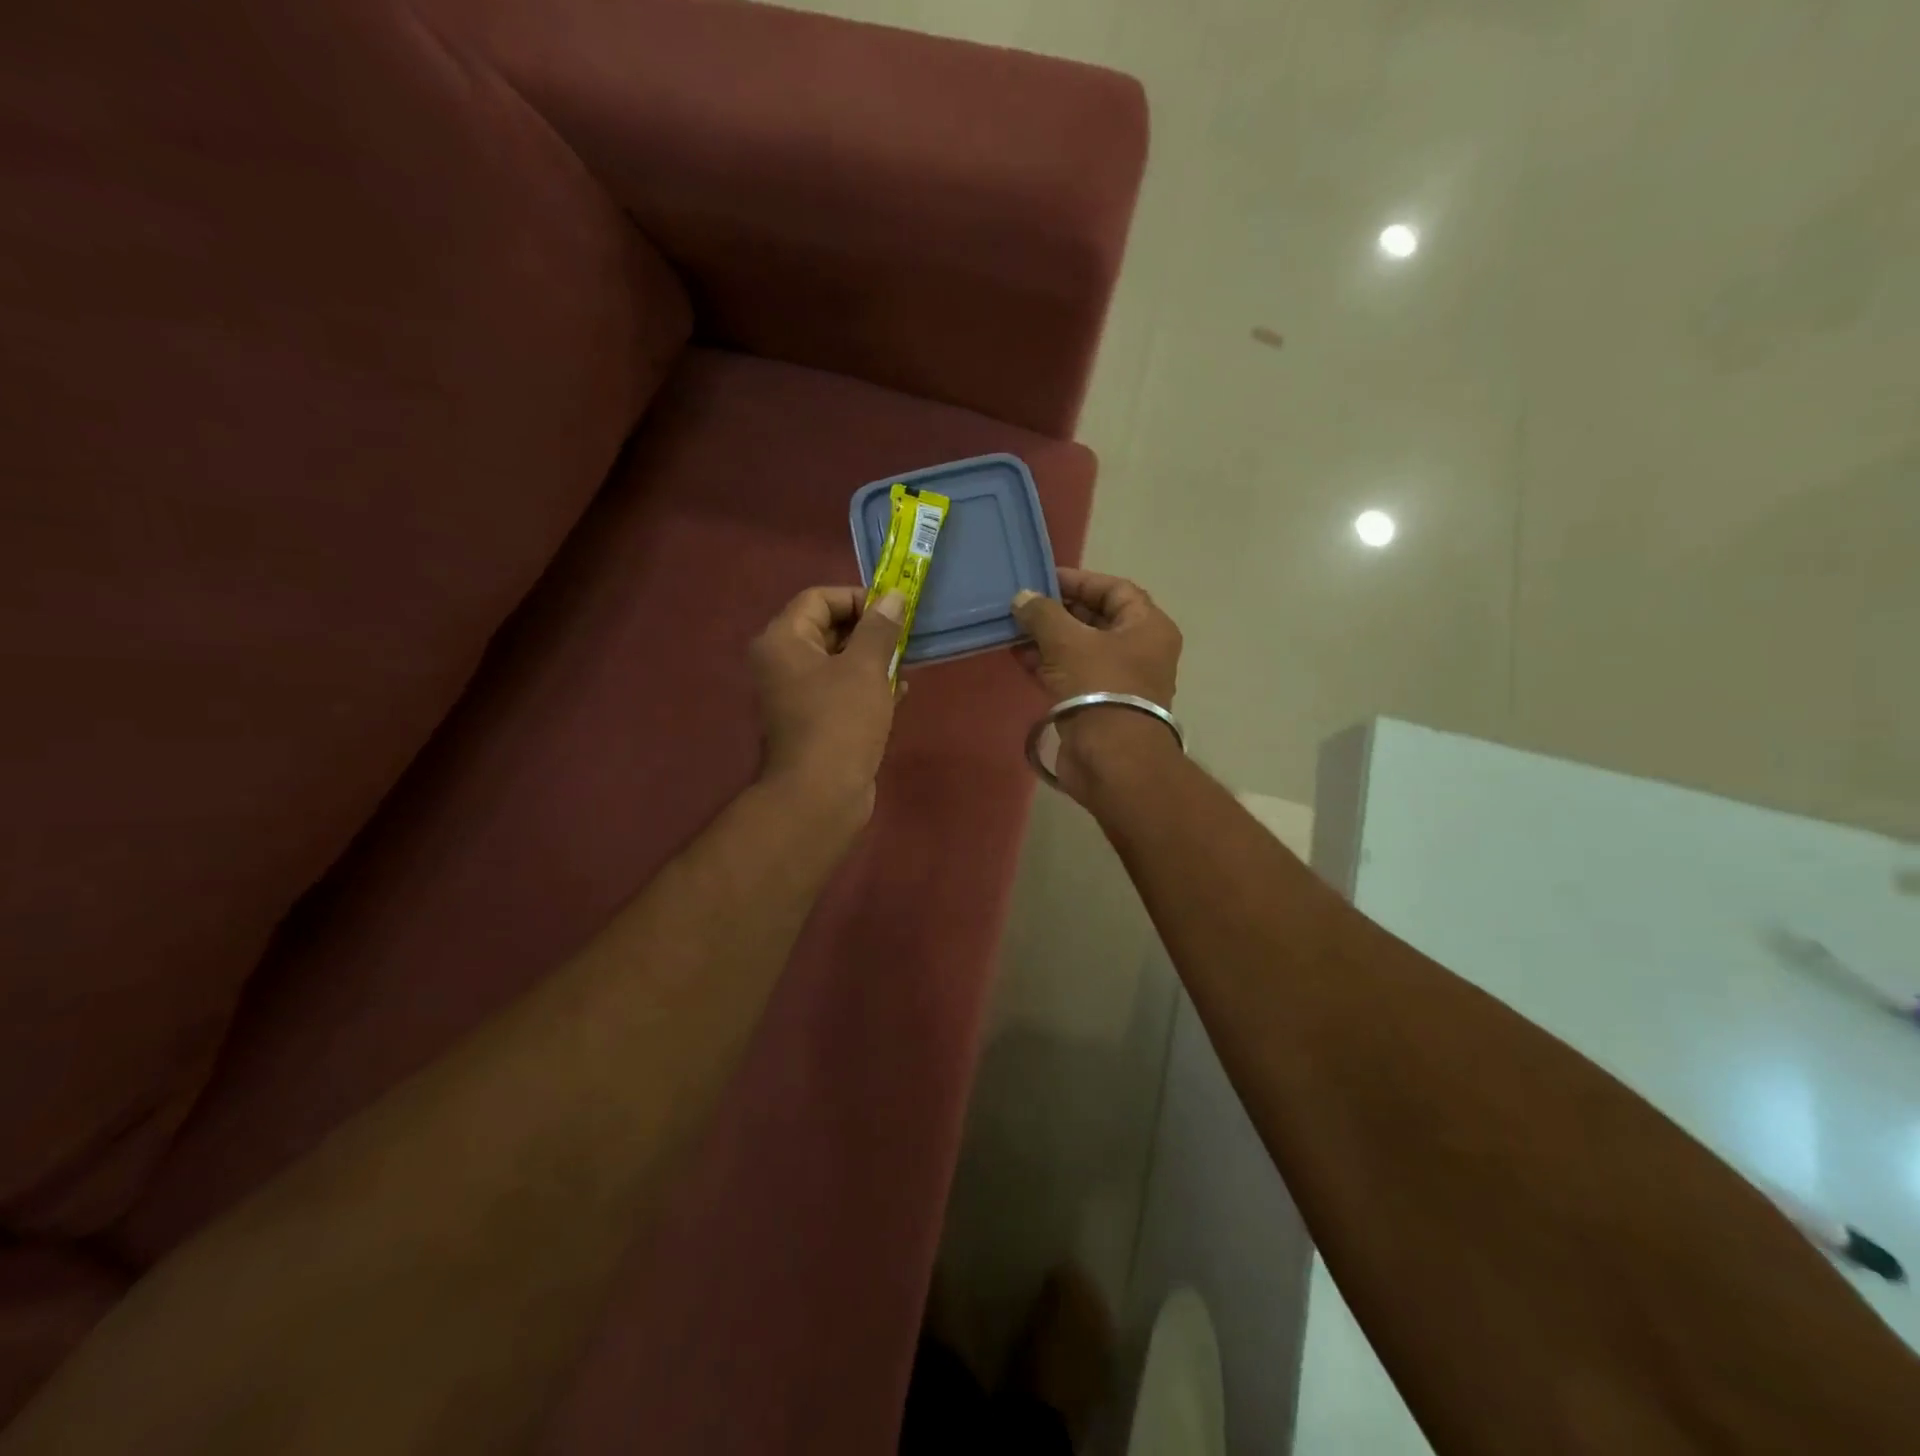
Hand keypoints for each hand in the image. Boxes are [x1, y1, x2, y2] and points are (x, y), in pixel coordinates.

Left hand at [749, 587, 904, 824]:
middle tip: (904, 635)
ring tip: (905, 661)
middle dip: (869, 630)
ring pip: (838, 662)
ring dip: (873, 659)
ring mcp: (797, 694)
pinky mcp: (815, 721)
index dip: (857, 598)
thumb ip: (880, 628)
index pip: (818, 599)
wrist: (821, 794)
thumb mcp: (866, 667)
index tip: (893, 611)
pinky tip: (900, 692)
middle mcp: (783, 663)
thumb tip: (893, 596)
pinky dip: (868, 686)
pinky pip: (842, 690)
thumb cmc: (841, 721)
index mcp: (783, 641)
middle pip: (827, 628)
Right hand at [1011, 569, 1183, 801]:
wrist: (1111, 759)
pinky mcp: (1097, 705)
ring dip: (1047, 638)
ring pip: (1079, 649)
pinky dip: (1047, 664)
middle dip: (1057, 611)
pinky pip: (1071, 674)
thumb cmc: (1099, 687)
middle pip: (1096, 619)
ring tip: (1012, 629)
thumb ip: (1043, 614)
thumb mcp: (1068, 641)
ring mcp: (1118, 680)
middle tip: (1022, 605)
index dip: (1079, 581)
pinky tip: (1017, 656)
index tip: (1042, 579)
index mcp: (1147, 627)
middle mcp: (1139, 650)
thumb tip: (1022, 598)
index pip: (1114, 589)